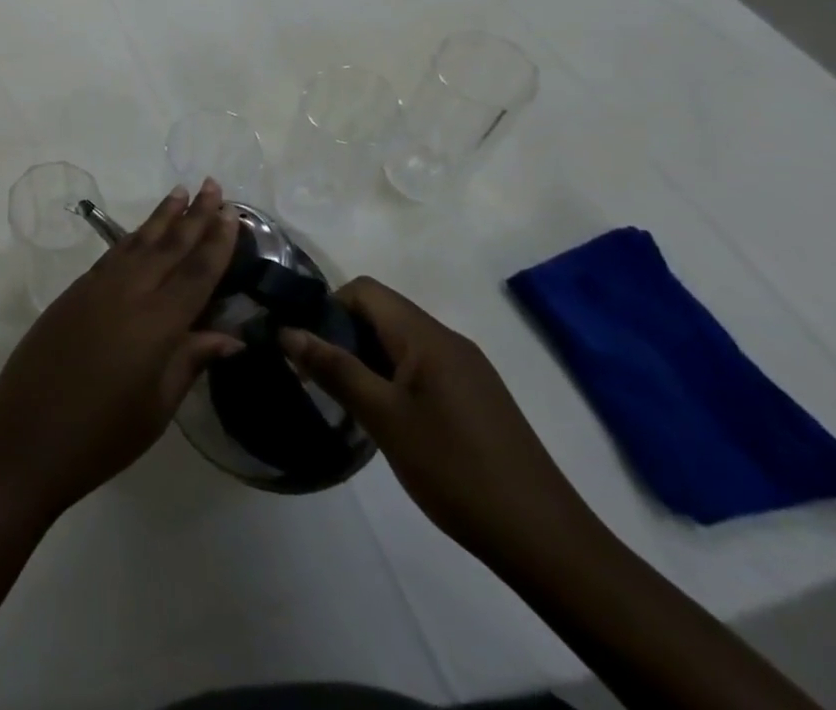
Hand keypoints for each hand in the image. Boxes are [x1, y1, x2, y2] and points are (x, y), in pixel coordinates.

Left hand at [0, 181, 242, 520]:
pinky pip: (112, 255)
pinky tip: (141, 234)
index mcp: (156, 323)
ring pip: (137, 242)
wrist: (26, 436)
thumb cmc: (101, 435)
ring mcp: (95, 288)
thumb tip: (228, 336)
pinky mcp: (73, 292)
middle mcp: (127, 293)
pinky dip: (132, 238)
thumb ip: (190, 361)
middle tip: (212, 184)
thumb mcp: (157, 407)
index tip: (234, 212)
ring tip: (180, 193)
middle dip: (194, 215)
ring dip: (161, 217)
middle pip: (168, 246)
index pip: (196, 273)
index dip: (217, 242)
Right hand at [282, 278, 598, 573]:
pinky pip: (422, 368)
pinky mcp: (477, 399)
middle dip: (344, 335)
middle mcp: (449, 342)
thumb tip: (287, 331)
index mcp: (427, 337)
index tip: (310, 347)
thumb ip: (334, 368)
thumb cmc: (456, 470)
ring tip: (348, 400)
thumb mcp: (383, 418)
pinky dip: (394, 379)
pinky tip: (388, 420)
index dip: (329, 307)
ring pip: (400, 342)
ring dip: (367, 359)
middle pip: (382, 313)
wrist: (548, 544)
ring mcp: (468, 371)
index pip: (364, 290)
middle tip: (320, 377)